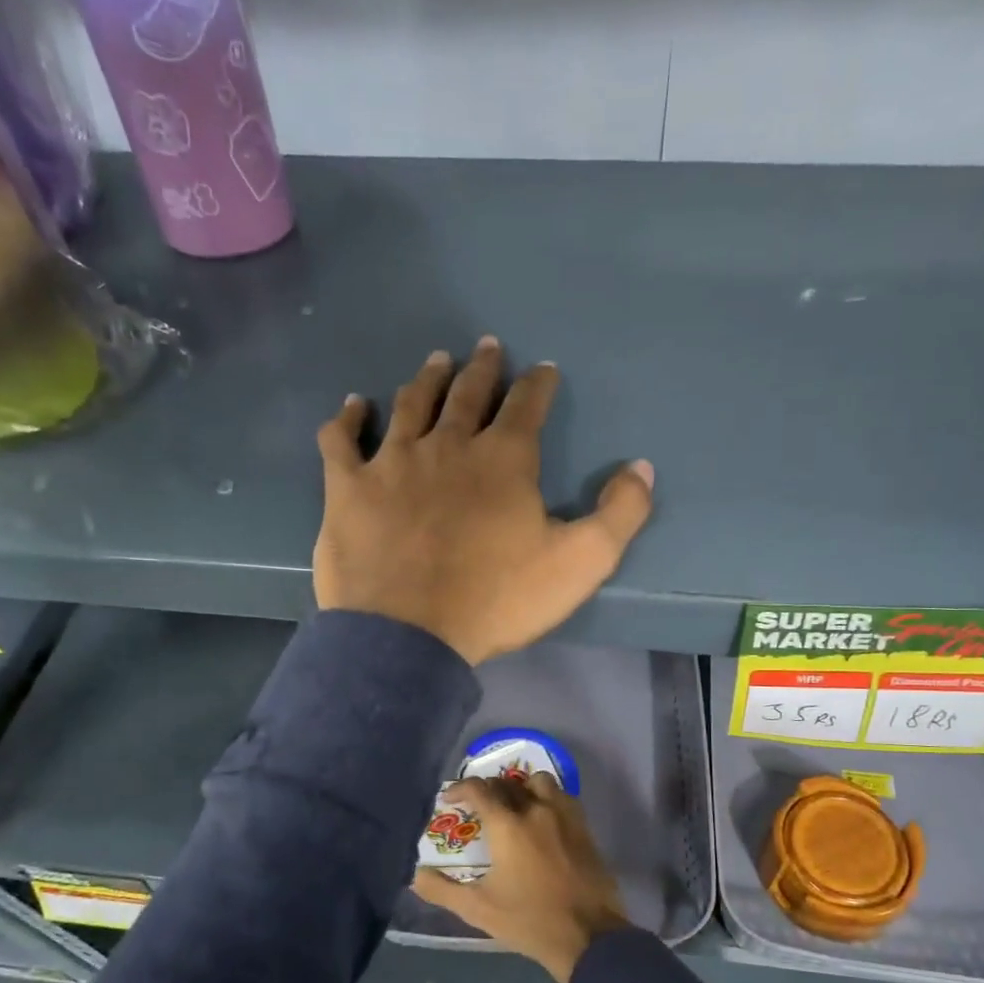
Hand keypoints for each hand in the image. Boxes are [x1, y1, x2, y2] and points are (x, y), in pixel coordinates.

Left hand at [314, 337, 654, 664]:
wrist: (410, 635)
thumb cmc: (497, 599)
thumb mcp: (581, 563)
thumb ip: (620, 513)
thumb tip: (642, 467)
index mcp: (503, 460)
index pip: (526, 406)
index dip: (538, 384)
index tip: (543, 370)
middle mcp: (447, 445)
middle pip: (467, 394)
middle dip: (482, 368)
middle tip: (487, 347)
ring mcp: (392, 462)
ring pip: (410, 405)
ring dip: (426, 380)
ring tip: (436, 361)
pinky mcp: (348, 488)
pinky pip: (341, 440)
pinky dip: (347, 419)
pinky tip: (353, 406)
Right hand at [412, 773, 629, 982]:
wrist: (588, 935)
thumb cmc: (528, 921)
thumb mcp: (478, 909)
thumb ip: (442, 890)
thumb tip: (417, 875)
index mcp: (508, 825)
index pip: (479, 789)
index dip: (459, 788)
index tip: (449, 799)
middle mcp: (536, 810)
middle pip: (507, 783)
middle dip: (487, 789)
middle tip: (477, 807)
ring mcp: (564, 815)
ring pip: (539, 782)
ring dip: (521, 787)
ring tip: (513, 806)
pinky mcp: (584, 826)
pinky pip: (562, 796)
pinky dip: (546, 798)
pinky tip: (542, 818)